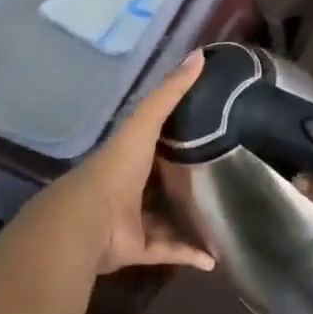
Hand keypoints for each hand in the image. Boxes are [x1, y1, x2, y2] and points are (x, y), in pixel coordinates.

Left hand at [64, 51, 215, 274]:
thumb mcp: (145, 123)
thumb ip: (170, 92)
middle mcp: (130, 187)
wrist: (87, 222)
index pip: (156, 141)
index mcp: (130, 156)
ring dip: (190, 222)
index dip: (179, 136)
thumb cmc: (116, 167)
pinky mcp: (138, 249)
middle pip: (162, 182)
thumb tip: (201, 55)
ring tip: (223, 219)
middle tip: (224, 178)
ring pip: (165, 219)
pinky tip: (213, 258)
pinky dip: (189, 254)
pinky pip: (168, 251)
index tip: (212, 130)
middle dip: (187, 181)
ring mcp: (133, 220)